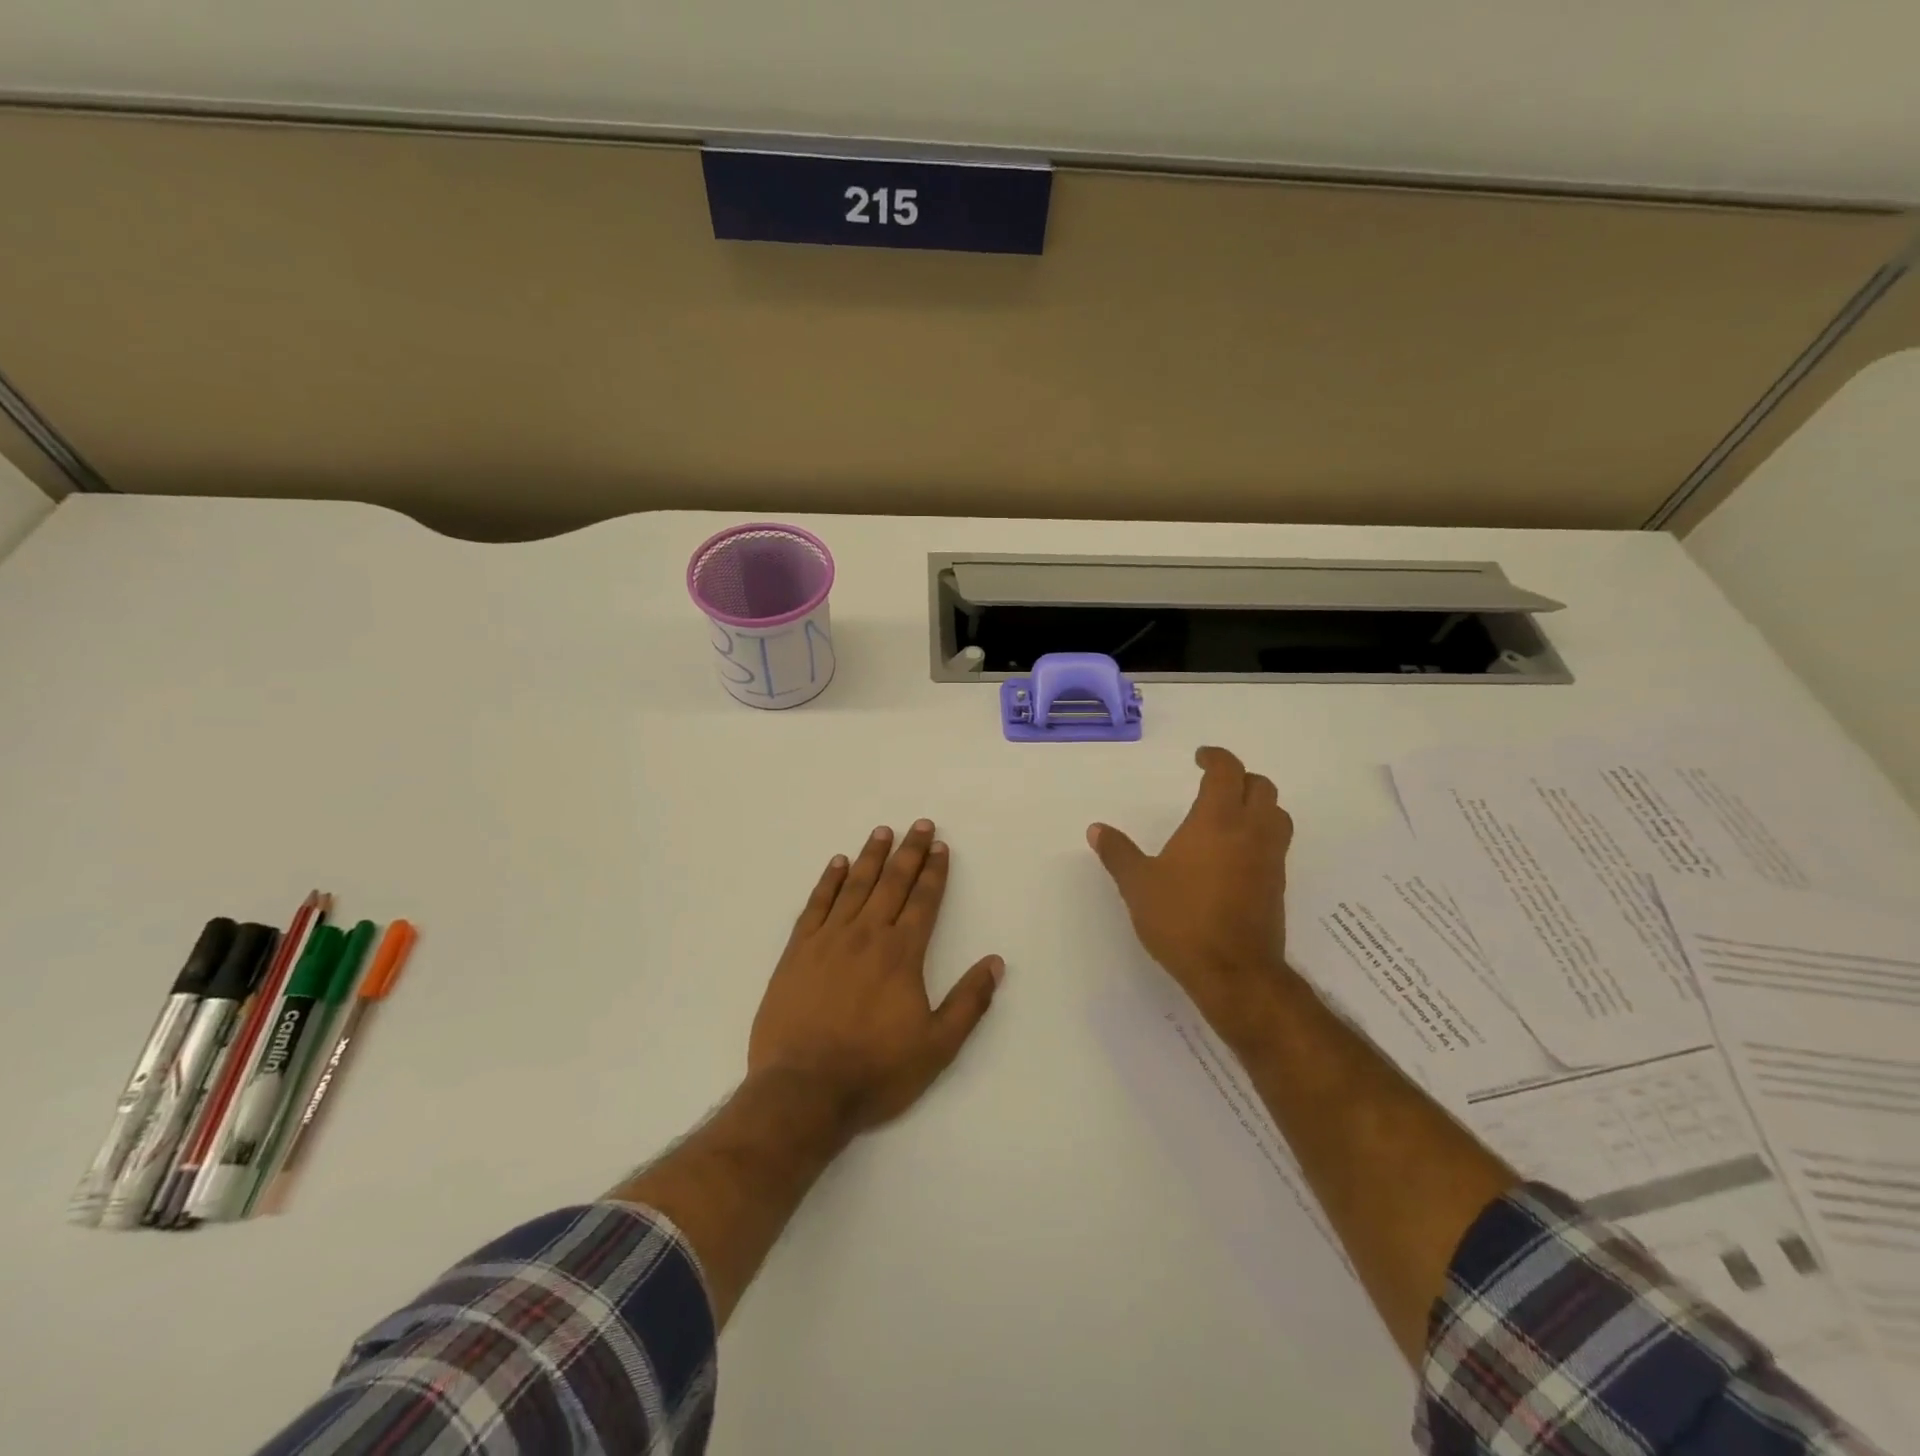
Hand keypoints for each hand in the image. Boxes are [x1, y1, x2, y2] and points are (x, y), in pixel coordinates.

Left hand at [748, 820, 1003, 1133]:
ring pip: (854, 886)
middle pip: (892, 883)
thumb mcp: (937, 1047)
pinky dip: (828, 881)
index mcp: (902, 954)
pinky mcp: (797, 951)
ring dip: (871, 856)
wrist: (804, 1090)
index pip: (924, 901)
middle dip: (909, 852)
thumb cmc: (875, 1070)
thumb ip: (969, 1002)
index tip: (940, 847)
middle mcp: (867, 935)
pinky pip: (816, 905)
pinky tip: (836, 864)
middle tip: (920, 824)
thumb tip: (996, 962)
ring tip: (882, 831)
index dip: (934, 872)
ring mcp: (828, 940)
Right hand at [1088, 746, 1292, 1035]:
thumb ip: (1118, 853)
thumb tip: (1096, 829)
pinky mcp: (1277, 886)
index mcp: (1217, 821)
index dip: (1216, 757)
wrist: (1234, 972)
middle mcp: (1250, 832)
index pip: (1228, 772)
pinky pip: (1276, 845)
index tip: (1200, 758)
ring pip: (1277, 815)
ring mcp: (1269, 860)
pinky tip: (1235, 855)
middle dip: (1240, 778)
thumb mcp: (1138, 885)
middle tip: (1216, 784)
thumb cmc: (1182, 919)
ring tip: (1231, 815)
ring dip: (1258, 805)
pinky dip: (1260, 835)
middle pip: (1262, 787)